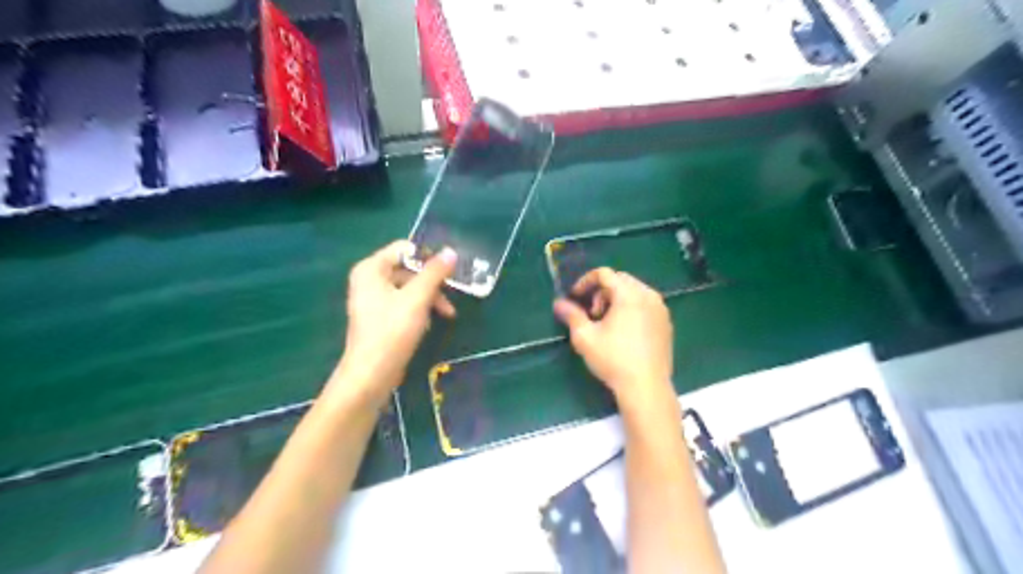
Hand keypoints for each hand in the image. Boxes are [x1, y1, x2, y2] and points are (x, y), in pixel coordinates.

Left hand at [338, 241, 457, 397]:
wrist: (371, 375)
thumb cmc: (392, 331)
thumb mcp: (418, 298)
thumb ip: (434, 273)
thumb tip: (451, 252)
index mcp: (371, 269)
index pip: (404, 248)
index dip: (428, 256)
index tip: (449, 270)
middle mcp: (369, 279)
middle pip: (408, 269)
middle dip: (432, 281)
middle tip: (453, 293)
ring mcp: (373, 299)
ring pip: (409, 288)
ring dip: (430, 297)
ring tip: (447, 313)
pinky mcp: (380, 317)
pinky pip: (404, 303)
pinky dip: (419, 309)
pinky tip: (430, 323)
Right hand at [556, 267, 677, 412]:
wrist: (646, 387)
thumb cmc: (613, 360)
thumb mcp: (585, 337)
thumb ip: (571, 315)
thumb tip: (559, 303)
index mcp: (629, 294)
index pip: (604, 274)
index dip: (585, 282)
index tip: (575, 297)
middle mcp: (648, 295)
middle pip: (620, 280)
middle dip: (601, 292)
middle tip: (592, 314)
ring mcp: (661, 309)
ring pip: (634, 291)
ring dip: (616, 300)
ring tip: (607, 324)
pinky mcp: (666, 323)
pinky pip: (646, 304)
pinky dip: (631, 308)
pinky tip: (624, 332)